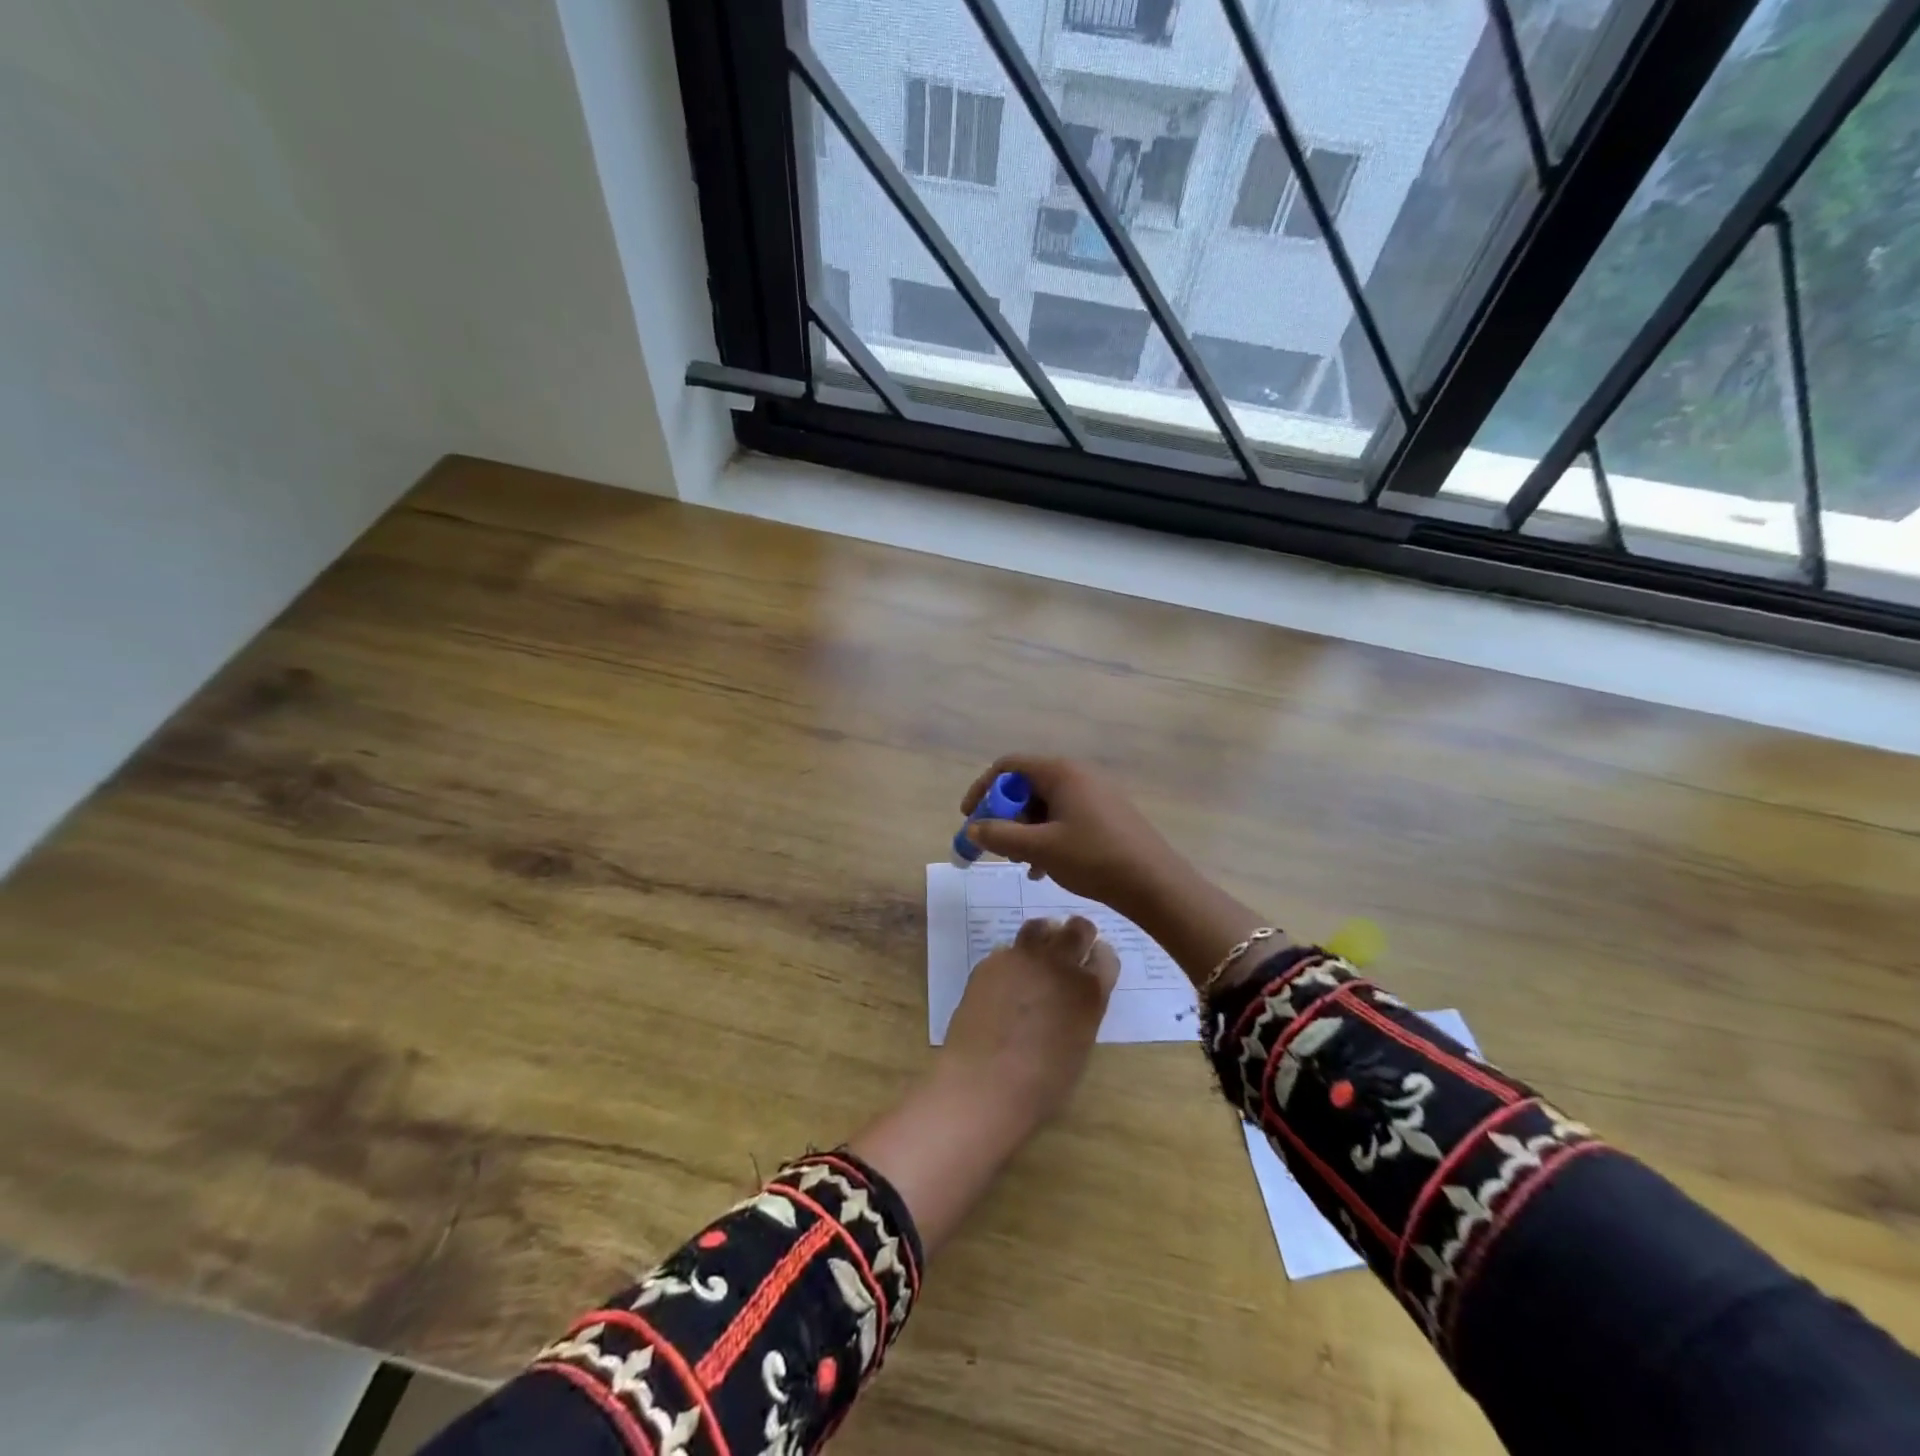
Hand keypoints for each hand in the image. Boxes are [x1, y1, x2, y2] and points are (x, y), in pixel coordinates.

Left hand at [940, 915, 1119, 1125]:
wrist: (986, 1083)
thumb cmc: (1042, 1084)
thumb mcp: (1078, 1046)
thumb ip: (1081, 1012)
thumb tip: (1071, 999)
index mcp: (1089, 991)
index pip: (1106, 956)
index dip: (1100, 958)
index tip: (1094, 961)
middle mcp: (1059, 965)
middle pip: (1077, 930)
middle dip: (1079, 934)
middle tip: (1073, 943)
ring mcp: (1022, 959)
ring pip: (1039, 927)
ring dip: (1045, 934)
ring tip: (1039, 951)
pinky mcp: (991, 962)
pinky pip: (1007, 950)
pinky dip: (1013, 959)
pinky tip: (1006, 980)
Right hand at [960, 755, 1181, 915]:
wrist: (1154, 883)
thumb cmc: (1093, 858)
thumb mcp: (1039, 848)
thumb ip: (1000, 836)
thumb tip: (972, 829)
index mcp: (1061, 772)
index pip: (1008, 766)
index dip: (983, 789)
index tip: (970, 818)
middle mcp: (1078, 775)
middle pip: (1026, 786)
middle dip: (1005, 816)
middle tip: (996, 847)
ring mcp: (1095, 794)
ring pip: (1045, 806)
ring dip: (1025, 831)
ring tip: (1021, 863)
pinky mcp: (1107, 814)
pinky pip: (1065, 818)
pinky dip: (1047, 837)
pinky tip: (1043, 869)